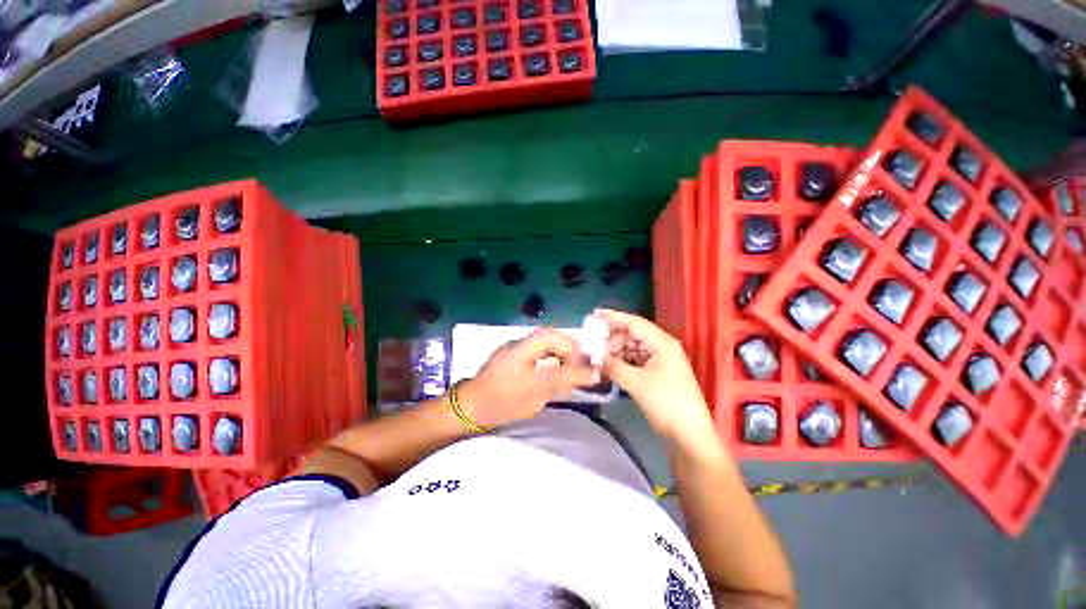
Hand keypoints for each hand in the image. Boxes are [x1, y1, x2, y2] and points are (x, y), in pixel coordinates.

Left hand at [458, 328, 597, 428]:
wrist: (471, 408)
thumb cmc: (502, 403)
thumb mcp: (536, 395)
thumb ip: (564, 380)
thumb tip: (592, 373)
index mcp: (521, 350)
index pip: (552, 340)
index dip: (572, 350)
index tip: (586, 364)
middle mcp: (518, 345)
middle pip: (549, 336)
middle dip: (569, 347)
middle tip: (582, 364)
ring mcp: (514, 348)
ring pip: (544, 341)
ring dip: (561, 350)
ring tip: (572, 367)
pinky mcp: (513, 354)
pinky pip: (537, 348)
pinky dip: (551, 354)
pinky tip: (556, 368)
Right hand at [594, 309, 716, 445]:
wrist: (688, 435)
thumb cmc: (667, 403)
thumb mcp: (637, 383)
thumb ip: (613, 366)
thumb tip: (594, 356)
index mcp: (661, 343)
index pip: (634, 322)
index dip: (613, 317)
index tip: (593, 315)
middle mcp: (660, 347)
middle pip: (631, 335)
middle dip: (610, 340)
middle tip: (591, 346)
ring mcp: (658, 361)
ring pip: (630, 349)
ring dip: (614, 353)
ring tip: (595, 358)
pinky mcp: (654, 374)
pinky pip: (633, 362)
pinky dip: (620, 363)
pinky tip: (607, 367)